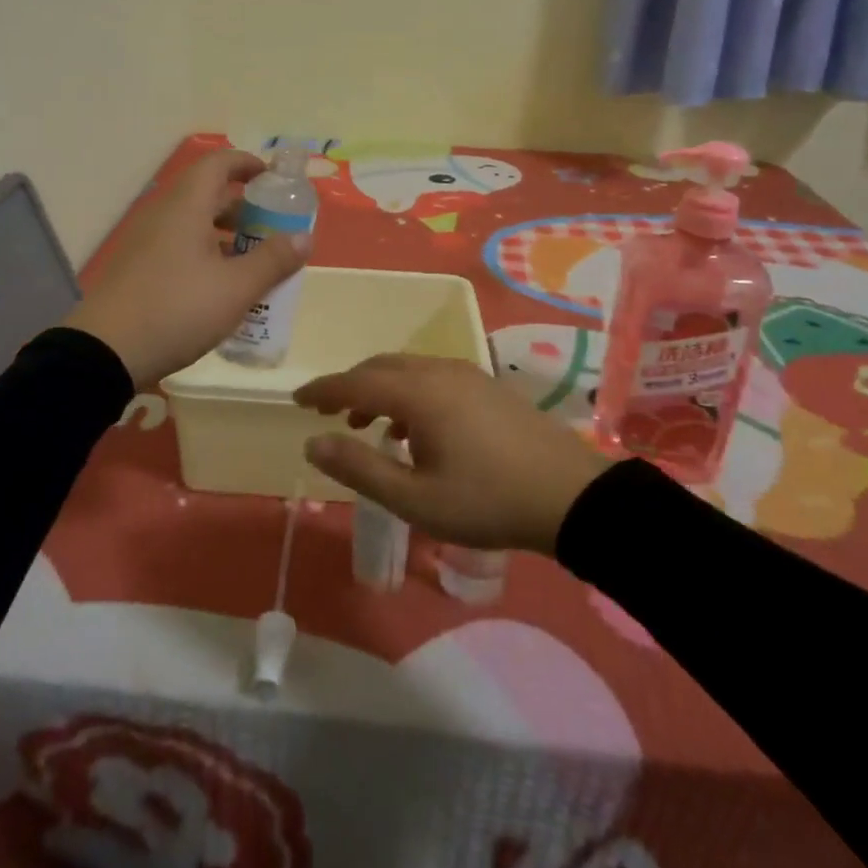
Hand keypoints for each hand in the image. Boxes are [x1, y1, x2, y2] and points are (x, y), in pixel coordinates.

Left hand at [62, 148, 309, 388]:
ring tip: (254, 261)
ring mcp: (145, 241)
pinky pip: (178, 245)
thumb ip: (273, 261)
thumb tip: (304, 237)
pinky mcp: (137, 267)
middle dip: (244, 206)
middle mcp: (163, 214)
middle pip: (207, 193)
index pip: (219, 163)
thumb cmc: (177, 310)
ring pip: (193, 222)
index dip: (249, 164)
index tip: (275, 180)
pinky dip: (205, 253)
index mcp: (186, 206)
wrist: (104, 352)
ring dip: (226, 234)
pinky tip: (221, 286)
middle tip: (274, 228)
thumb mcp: (235, 289)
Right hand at [295, 355, 611, 554]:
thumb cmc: (487, 500)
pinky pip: (432, 376)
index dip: (323, 389)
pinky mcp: (487, 385)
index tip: (297, 399)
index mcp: (418, 392)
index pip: (355, 381)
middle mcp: (439, 371)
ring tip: (368, 425)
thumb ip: (359, 468)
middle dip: (350, 386)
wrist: (570, 495)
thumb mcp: (415, 499)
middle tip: (327, 411)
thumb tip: (312, 442)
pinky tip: (414, 428)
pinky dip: (408, 392)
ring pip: (408, 369)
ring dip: (380, 390)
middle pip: (381, 367)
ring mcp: (467, 374)